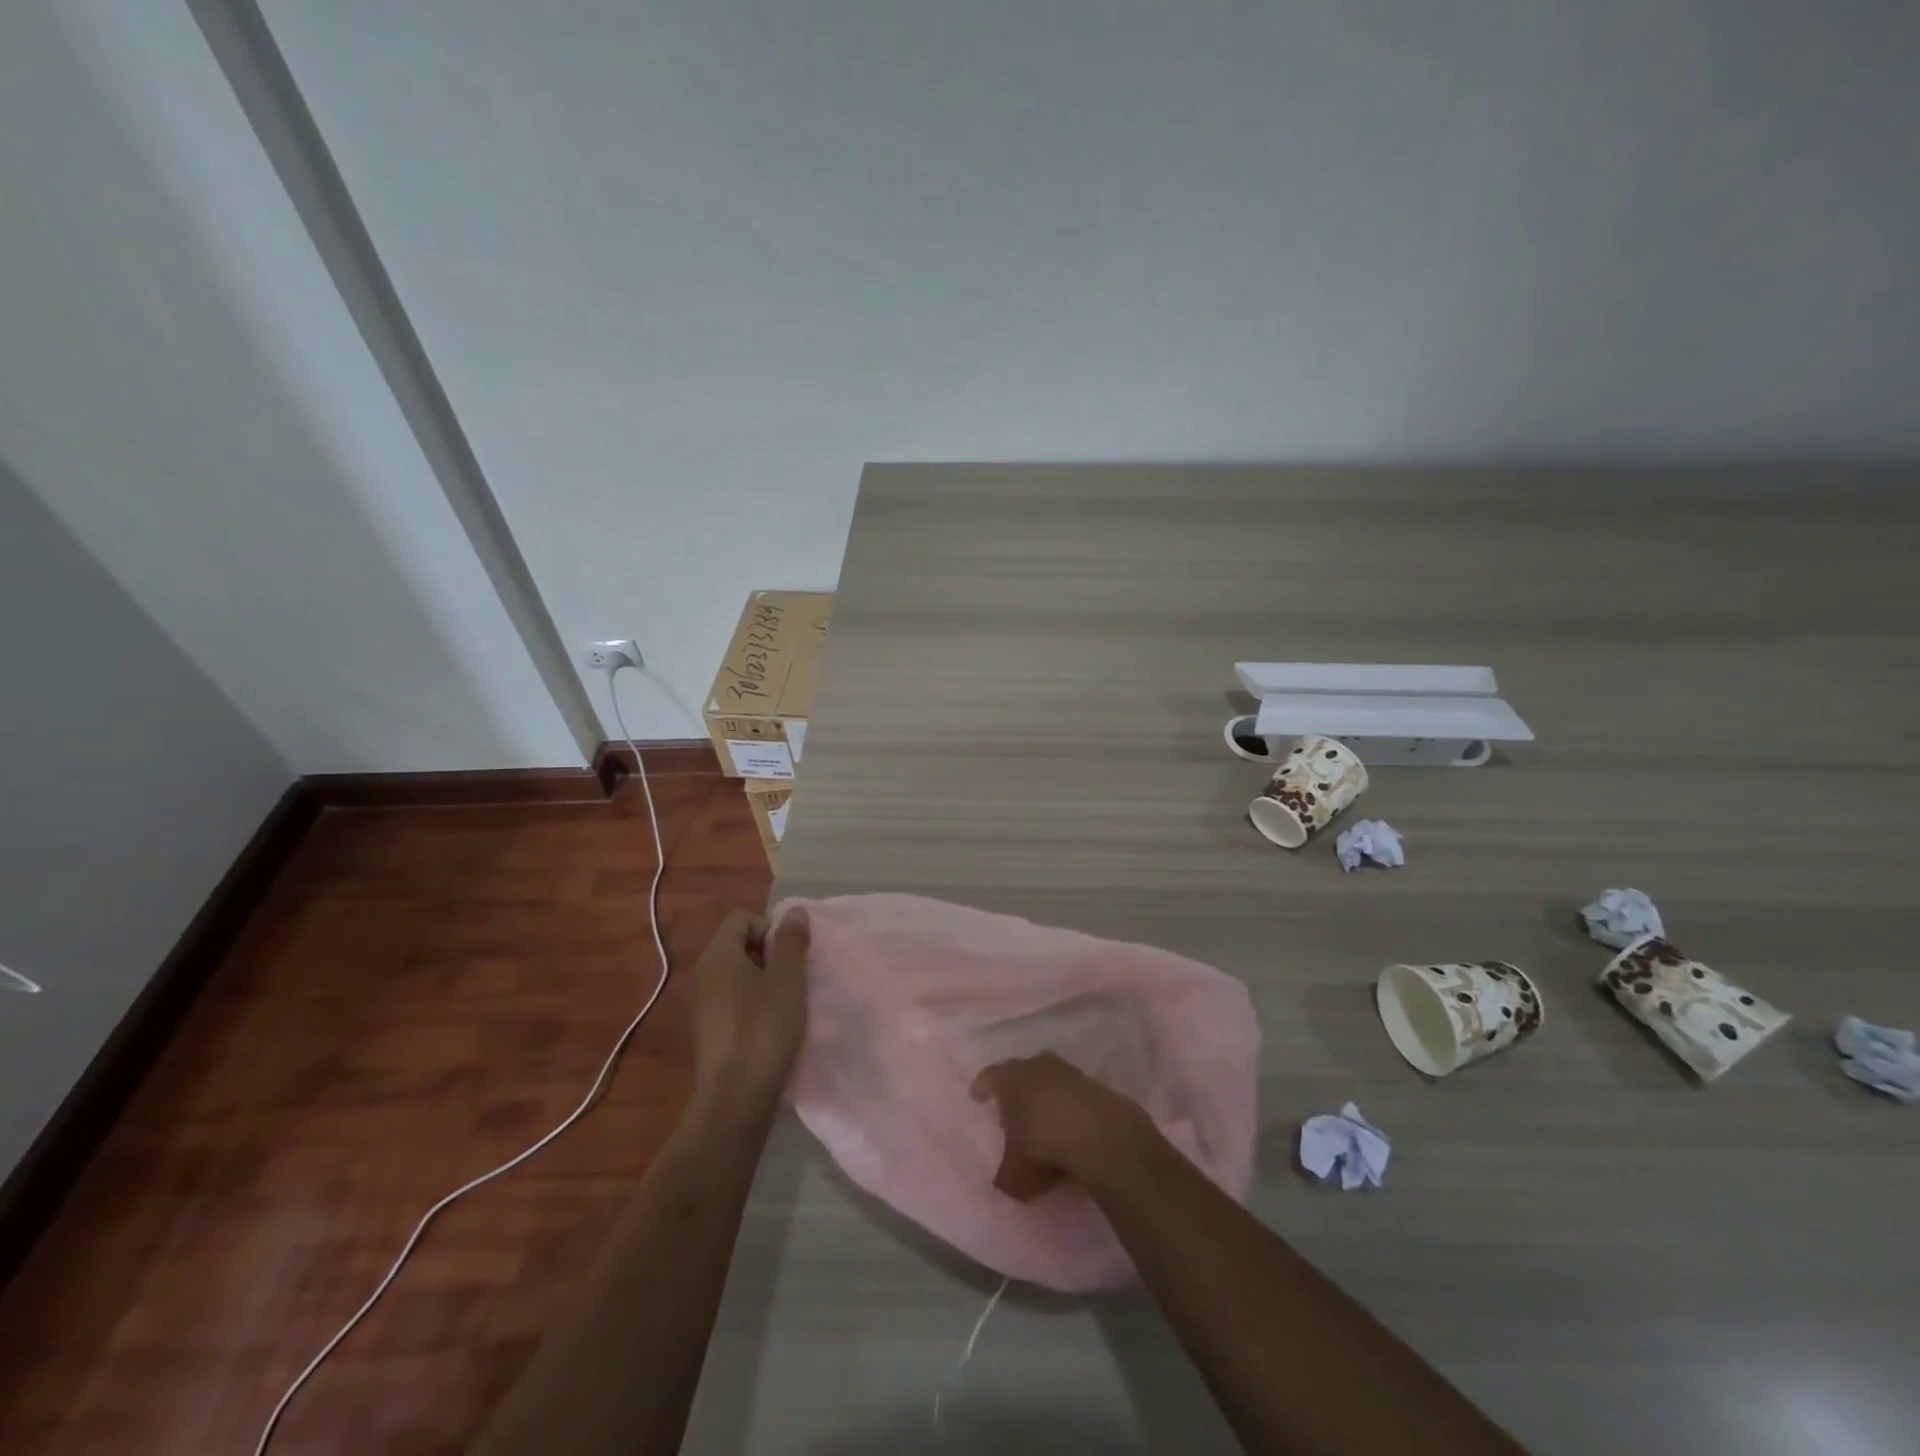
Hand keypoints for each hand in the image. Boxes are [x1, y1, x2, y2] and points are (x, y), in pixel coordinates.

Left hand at [691, 907, 810, 1117]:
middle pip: (741, 944)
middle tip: (792, 981)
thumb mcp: (787, 979)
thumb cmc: (764, 1029)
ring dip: (767, 982)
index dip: (770, 929)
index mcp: (718, 956)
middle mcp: (704, 974)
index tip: (788, 958)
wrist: (736, 1099)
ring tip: (787, 1006)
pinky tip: (773, 1029)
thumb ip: (791, 941)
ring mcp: (704, 1004)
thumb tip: (793, 912)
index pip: (743, 917)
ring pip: (741, 975)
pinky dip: (756, 1006)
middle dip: (771, 956)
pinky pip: (736, 1000)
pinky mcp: (711, 1030)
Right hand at [971, 1052, 1153, 1200]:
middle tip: (1013, 1111)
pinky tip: (1072, 1130)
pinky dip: (1070, 1108)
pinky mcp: (1095, 1085)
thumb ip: (1005, 1176)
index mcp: (1010, 1079)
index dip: (981, 1087)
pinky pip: (1075, 1095)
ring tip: (1044, 1122)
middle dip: (1016, 1090)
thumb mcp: (1015, 1174)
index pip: (989, 1077)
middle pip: (1021, 1072)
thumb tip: (1004, 1181)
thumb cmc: (1042, 1145)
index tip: (977, 1096)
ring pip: (1050, 1080)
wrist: (1100, 1134)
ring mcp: (1069, 1072)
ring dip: (1046, 1098)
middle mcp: (1037, 1066)